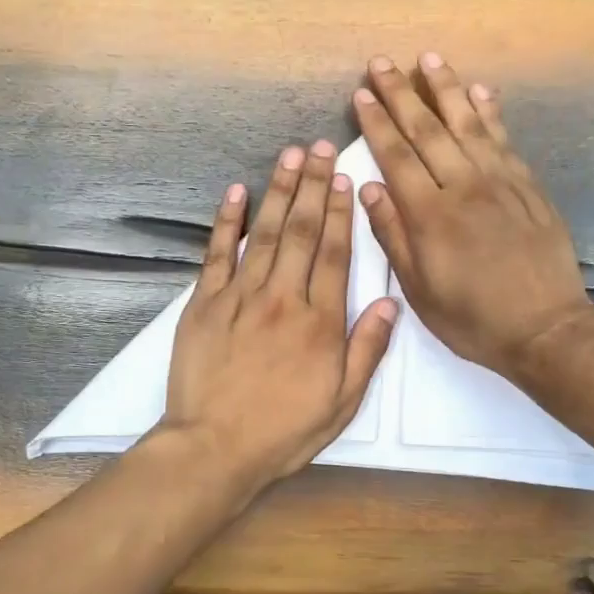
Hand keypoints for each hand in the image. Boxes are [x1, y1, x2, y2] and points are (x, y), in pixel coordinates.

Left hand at [158, 140, 398, 498]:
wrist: (215, 447)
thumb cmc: (284, 430)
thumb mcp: (342, 402)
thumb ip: (367, 350)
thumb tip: (390, 303)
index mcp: (320, 322)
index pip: (336, 254)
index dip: (341, 212)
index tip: (344, 178)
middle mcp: (283, 298)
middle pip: (303, 232)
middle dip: (313, 186)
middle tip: (319, 147)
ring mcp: (239, 297)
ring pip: (265, 233)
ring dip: (278, 191)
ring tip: (289, 155)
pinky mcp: (203, 304)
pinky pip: (217, 254)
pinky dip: (227, 222)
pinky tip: (236, 193)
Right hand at [354, 53, 593, 375]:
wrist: (545, 328)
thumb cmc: (472, 318)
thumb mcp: (419, 290)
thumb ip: (393, 236)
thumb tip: (369, 188)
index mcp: (430, 215)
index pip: (396, 156)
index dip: (376, 123)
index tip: (361, 94)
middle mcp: (463, 186)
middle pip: (428, 130)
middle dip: (402, 93)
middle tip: (382, 63)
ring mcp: (500, 182)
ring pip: (468, 123)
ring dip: (446, 88)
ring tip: (429, 58)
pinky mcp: (528, 186)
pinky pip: (504, 139)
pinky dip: (490, 112)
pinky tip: (481, 91)